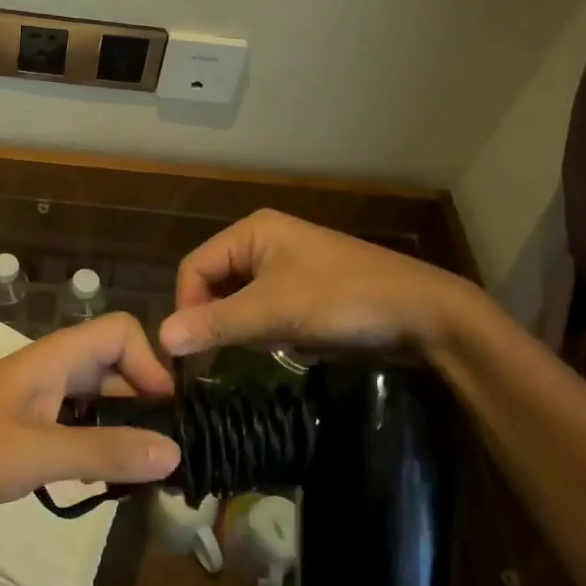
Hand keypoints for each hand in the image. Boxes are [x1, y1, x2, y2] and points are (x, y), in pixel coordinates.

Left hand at [0, 312, 181, 521]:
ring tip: (146, 475)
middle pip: (114, 366)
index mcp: (55, 358)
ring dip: (123, 428)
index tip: (167, 415)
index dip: (151, 363)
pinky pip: (73, 426)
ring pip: (95, 399)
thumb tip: (175, 450)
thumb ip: (103, 451)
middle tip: (169, 457)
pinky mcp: (21, 428)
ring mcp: (34, 400)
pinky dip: (95, 446)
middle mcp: (50, 370)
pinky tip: (102, 480)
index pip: (120, 331)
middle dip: (145, 403)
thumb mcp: (34, 453)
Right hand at [157, 209, 480, 358]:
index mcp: (252, 232)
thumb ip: (215, 324)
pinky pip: (267, 309)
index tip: (192, 350)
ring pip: (241, 300)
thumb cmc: (343, 300)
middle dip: (219, 319)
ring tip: (266, 346)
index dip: (187, 307)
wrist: (425, 314)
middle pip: (215, 283)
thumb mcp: (273, 312)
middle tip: (226, 353)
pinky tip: (288, 345)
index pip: (194, 267)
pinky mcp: (307, 290)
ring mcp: (289, 266)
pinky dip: (268, 330)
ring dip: (245, 327)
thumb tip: (160, 337)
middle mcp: (265, 241)